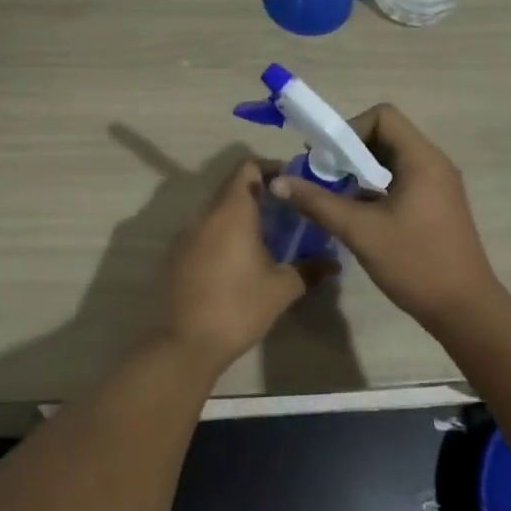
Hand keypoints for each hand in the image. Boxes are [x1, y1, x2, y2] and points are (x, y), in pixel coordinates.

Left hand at [159, 159, 330, 371]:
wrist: (185, 343)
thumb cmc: (238, 307)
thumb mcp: (282, 288)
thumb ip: (309, 269)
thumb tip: (333, 263)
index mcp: (231, 211)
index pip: (247, 168)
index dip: (270, 169)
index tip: (291, 184)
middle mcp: (205, 214)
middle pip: (231, 187)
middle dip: (258, 193)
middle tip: (285, 211)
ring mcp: (186, 233)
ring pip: (216, 209)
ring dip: (239, 214)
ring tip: (265, 235)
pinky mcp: (176, 254)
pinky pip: (203, 230)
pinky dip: (222, 233)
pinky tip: (238, 258)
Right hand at [269, 105, 502, 326]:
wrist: (464, 310)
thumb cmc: (415, 263)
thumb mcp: (360, 231)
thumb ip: (317, 202)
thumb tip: (278, 182)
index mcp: (422, 160)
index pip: (383, 116)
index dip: (350, 130)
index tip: (328, 159)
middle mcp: (434, 163)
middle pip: (386, 135)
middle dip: (350, 151)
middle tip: (323, 176)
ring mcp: (438, 185)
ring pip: (392, 159)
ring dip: (360, 170)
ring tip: (335, 195)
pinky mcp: (436, 204)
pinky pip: (401, 179)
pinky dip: (376, 186)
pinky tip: (357, 212)